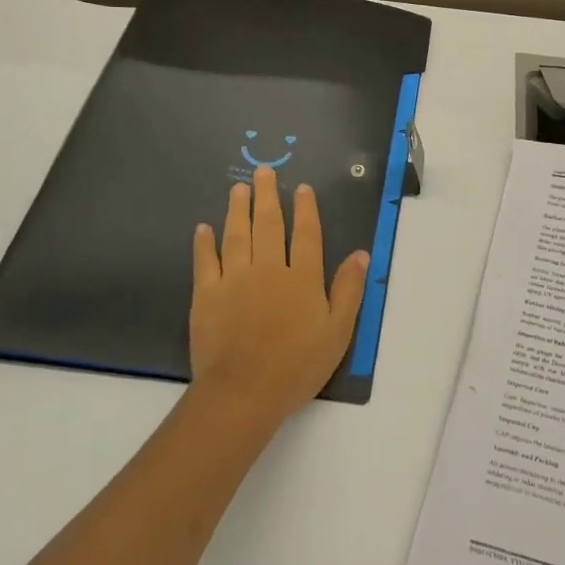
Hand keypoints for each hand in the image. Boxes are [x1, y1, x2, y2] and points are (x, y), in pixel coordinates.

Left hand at [190, 165, 368, 425]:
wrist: (243, 392)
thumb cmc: (297, 365)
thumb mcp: (338, 332)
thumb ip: (349, 290)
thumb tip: (360, 254)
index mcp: (302, 278)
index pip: (307, 234)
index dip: (306, 209)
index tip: (302, 188)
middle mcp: (269, 269)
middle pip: (269, 225)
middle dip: (268, 196)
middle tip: (263, 171)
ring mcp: (234, 279)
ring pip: (237, 235)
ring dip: (238, 209)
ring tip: (239, 189)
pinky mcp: (206, 295)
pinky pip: (205, 261)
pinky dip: (204, 243)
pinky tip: (204, 228)